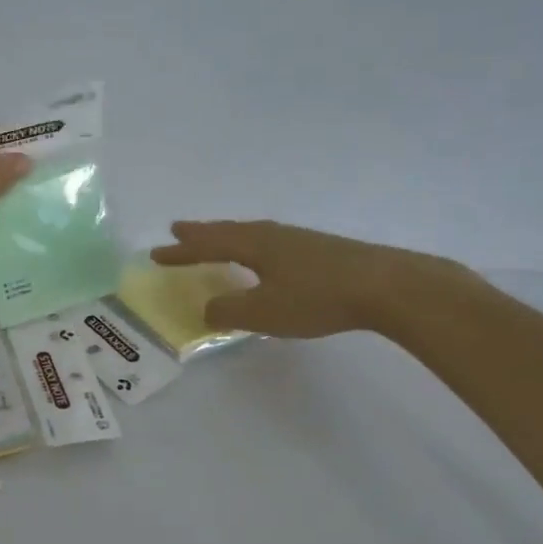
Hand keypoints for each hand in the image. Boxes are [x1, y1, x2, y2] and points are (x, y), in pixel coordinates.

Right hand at [151, 220, 473, 338]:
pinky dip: (253, 248)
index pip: (207, 244)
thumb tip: (207, 308)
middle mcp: (273, 234)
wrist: (386, 286)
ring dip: (228, 239)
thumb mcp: (263, 312)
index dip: (181, 251)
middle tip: (178, 231)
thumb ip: (229, 312)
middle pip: (228, 231)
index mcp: (254, 244)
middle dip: (201, 235)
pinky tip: (265, 258)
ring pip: (252, 235)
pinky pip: (272, 244)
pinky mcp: (321, 250)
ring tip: (216, 242)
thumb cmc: (317, 298)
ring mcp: (300, 240)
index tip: (156, 252)